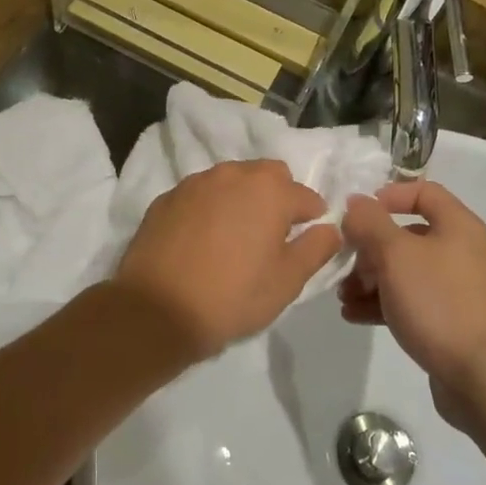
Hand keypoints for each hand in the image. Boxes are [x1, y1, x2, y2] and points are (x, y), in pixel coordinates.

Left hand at [114, 160, 339, 360]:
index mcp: (269, 190)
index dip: (312, 219)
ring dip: (241, 199)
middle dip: (277, 197)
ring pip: (231, 181)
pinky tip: (202, 240)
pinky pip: (200, 195)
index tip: (306, 242)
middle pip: (267, 176)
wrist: (156, 309)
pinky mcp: (166, 198)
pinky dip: (209, 208)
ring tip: (235, 237)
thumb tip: (329, 229)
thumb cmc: (232, 296)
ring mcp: (195, 183)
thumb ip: (316, 248)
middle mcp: (233, 174)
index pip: (306, 196)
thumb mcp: (287, 281)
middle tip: (271, 236)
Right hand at [339, 180, 485, 421]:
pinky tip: (354, 315)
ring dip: (370, 279)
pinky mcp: (450, 320)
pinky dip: (383, 303)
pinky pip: (411, 301)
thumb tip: (356, 203)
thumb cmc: (436, 301)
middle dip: (369, 248)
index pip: (423, 192)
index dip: (388, 196)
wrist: (478, 374)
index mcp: (458, 226)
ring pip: (405, 271)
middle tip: (345, 265)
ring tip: (343, 296)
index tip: (358, 214)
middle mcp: (462, 251)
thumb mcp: (394, 254)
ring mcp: (458, 288)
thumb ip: (369, 223)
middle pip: (407, 235)